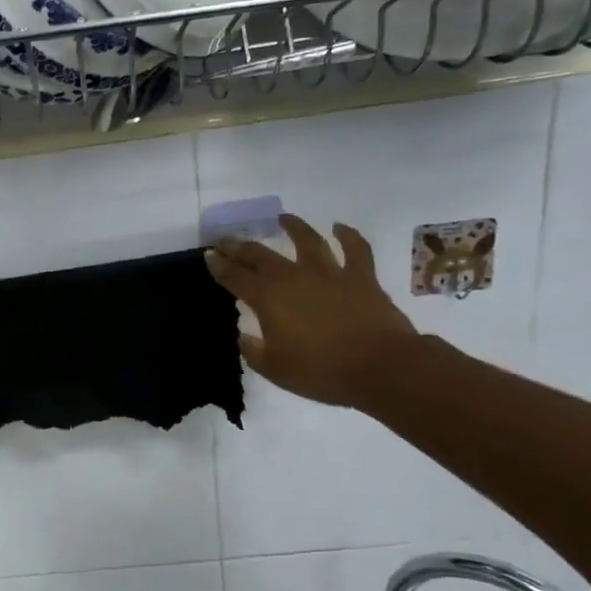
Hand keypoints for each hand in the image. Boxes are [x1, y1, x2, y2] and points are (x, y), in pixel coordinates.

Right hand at [205, 216, 418, 408]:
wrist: (382, 367)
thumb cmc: (322, 371)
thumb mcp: (275, 369)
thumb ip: (254, 351)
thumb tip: (246, 336)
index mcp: (268, 299)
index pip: (235, 277)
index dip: (219, 266)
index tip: (208, 255)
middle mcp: (294, 277)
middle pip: (261, 255)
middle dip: (239, 246)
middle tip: (226, 239)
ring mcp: (329, 273)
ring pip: (307, 241)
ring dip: (293, 227)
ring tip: (283, 218)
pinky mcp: (362, 277)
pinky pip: (356, 249)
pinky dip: (348, 236)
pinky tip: (340, 228)